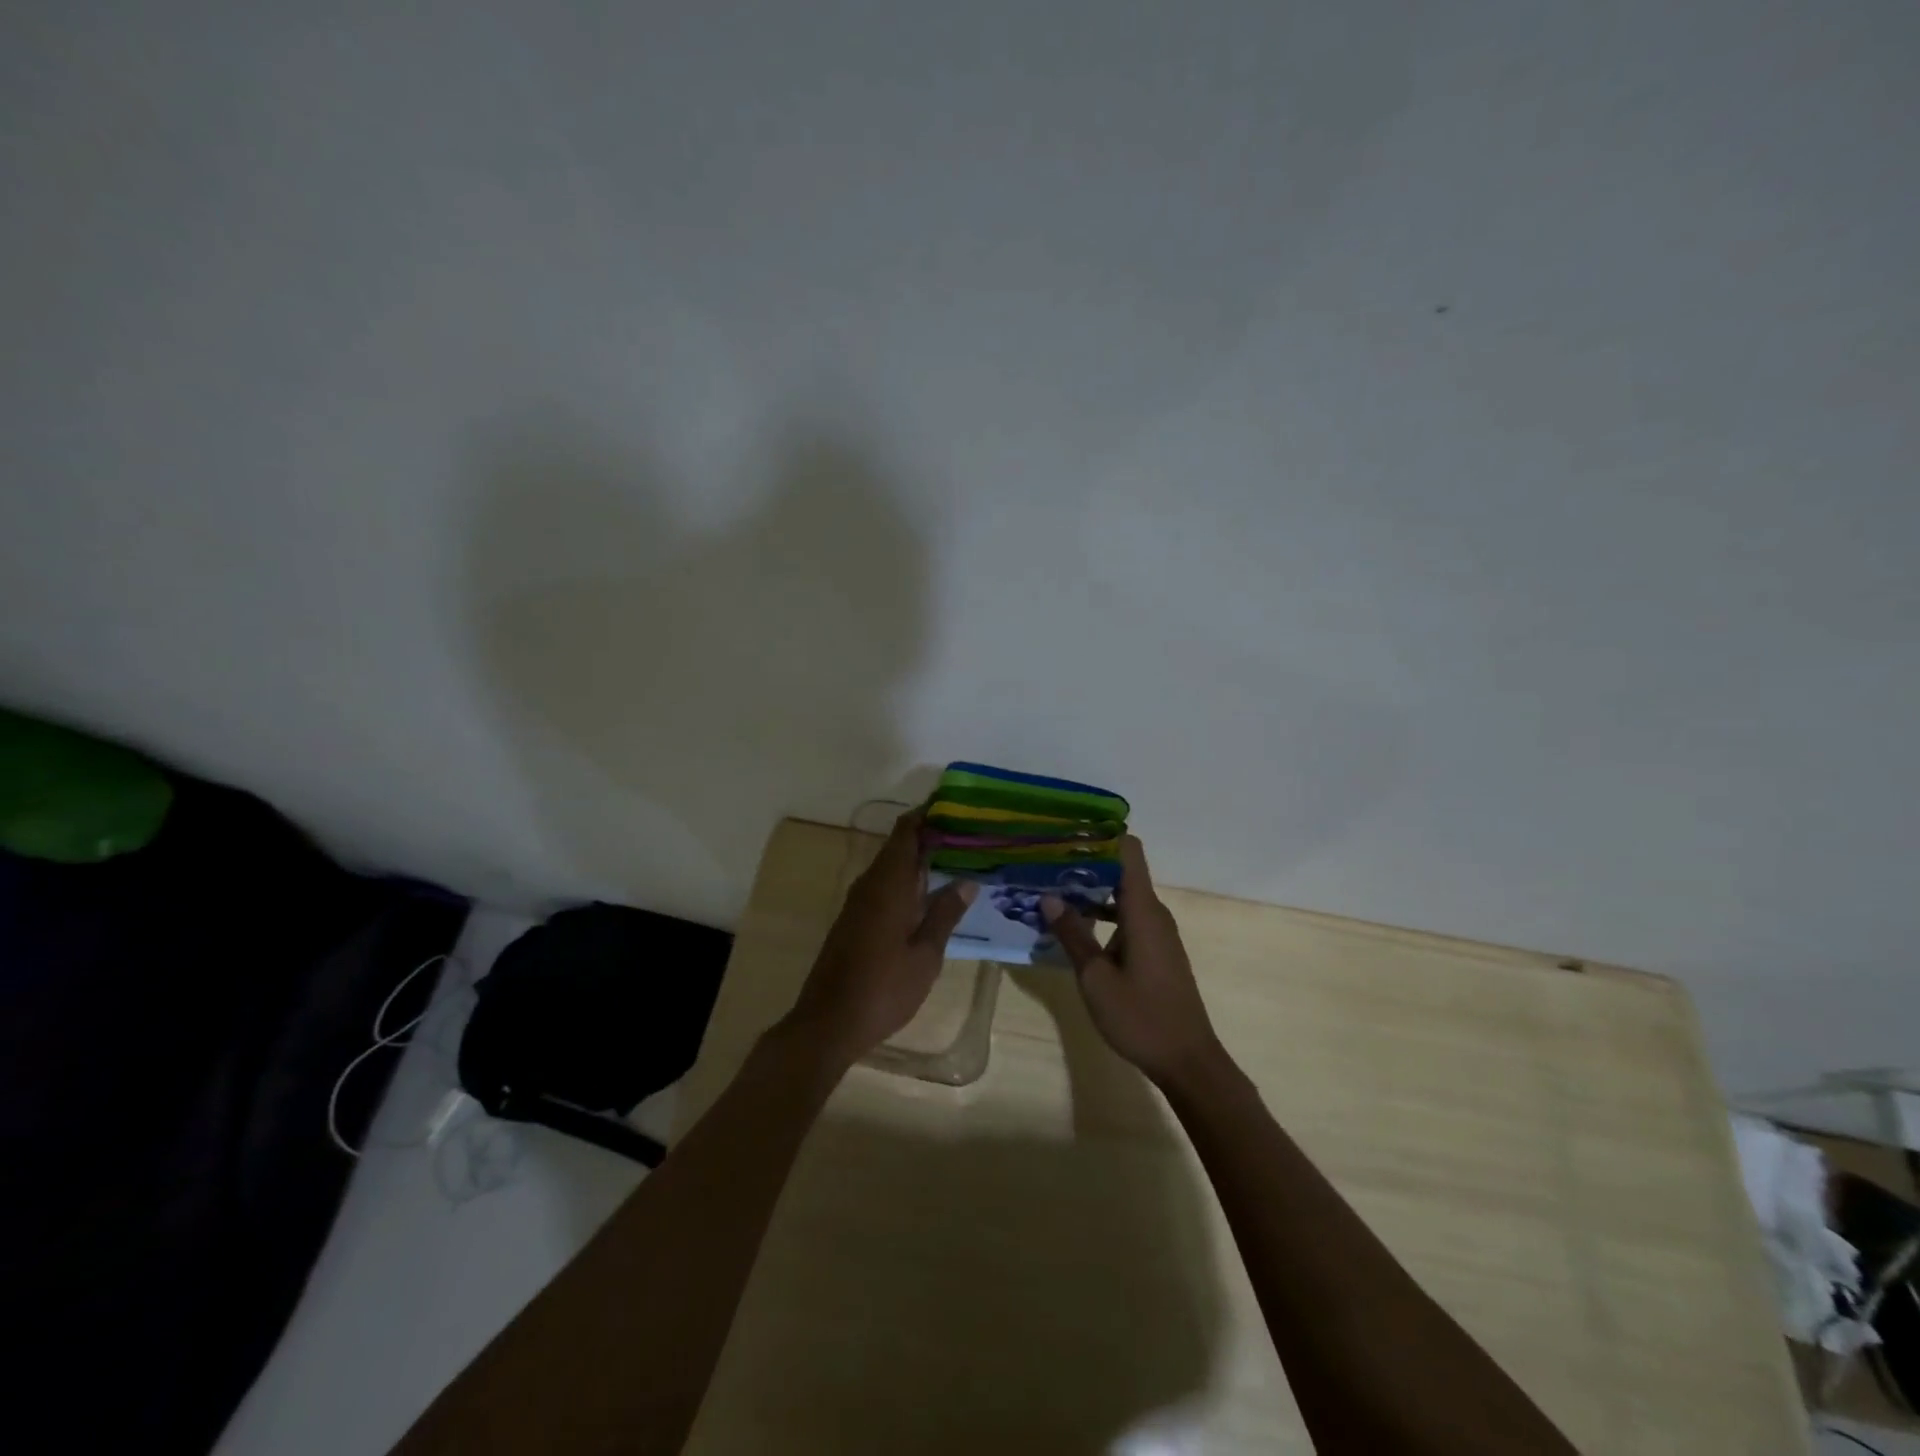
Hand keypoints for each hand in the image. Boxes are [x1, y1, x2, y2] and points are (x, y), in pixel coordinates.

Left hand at [784, 811, 977, 1066]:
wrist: (828, 1022)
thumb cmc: (883, 988)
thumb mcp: (925, 954)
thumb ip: (945, 914)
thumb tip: (967, 881)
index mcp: (889, 884)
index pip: (906, 832)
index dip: (927, 815)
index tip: (954, 807)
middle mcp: (870, 885)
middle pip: (898, 846)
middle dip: (928, 836)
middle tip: (966, 835)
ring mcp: (858, 903)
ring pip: (890, 867)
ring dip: (918, 859)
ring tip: (955, 859)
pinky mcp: (853, 921)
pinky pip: (883, 886)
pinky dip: (906, 881)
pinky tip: (928, 895)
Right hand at [1042, 836, 1221, 1087]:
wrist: (1188, 1061)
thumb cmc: (1141, 1017)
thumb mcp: (1095, 978)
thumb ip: (1073, 934)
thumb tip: (1049, 896)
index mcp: (1142, 910)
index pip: (1128, 851)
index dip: (1100, 836)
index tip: (1065, 833)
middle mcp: (1153, 913)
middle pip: (1121, 870)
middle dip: (1084, 863)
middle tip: (1044, 863)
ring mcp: (1157, 932)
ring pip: (1122, 896)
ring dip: (1090, 892)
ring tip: (1050, 891)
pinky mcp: (1156, 951)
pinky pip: (1127, 917)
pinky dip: (1102, 915)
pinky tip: (1074, 928)